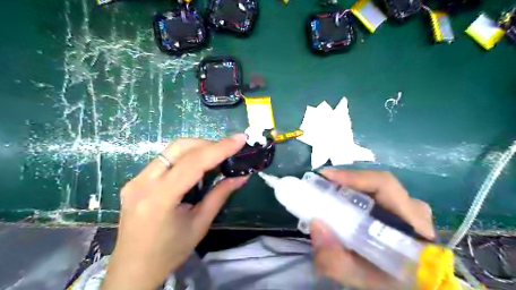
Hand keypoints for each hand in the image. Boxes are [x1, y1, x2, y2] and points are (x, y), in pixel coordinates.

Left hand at [99, 134, 247, 288]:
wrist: (133, 269)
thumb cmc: (169, 252)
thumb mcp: (200, 224)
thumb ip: (220, 195)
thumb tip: (242, 176)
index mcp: (159, 198)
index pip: (193, 163)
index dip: (219, 148)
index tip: (240, 139)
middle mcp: (142, 183)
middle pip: (179, 148)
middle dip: (208, 144)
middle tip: (228, 149)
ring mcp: (135, 180)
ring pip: (171, 150)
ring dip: (197, 148)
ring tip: (216, 156)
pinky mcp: (135, 181)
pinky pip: (164, 160)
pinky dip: (185, 157)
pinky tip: (196, 166)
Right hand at [310, 169, 433, 288]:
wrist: (405, 284)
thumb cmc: (386, 281)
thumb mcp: (359, 277)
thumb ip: (335, 260)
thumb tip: (315, 223)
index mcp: (413, 224)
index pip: (384, 185)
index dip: (352, 177)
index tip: (325, 177)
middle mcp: (413, 209)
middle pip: (376, 183)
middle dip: (345, 182)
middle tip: (319, 187)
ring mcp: (409, 208)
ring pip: (374, 187)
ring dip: (348, 188)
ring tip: (326, 194)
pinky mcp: (402, 209)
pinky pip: (375, 194)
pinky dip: (354, 195)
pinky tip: (341, 203)